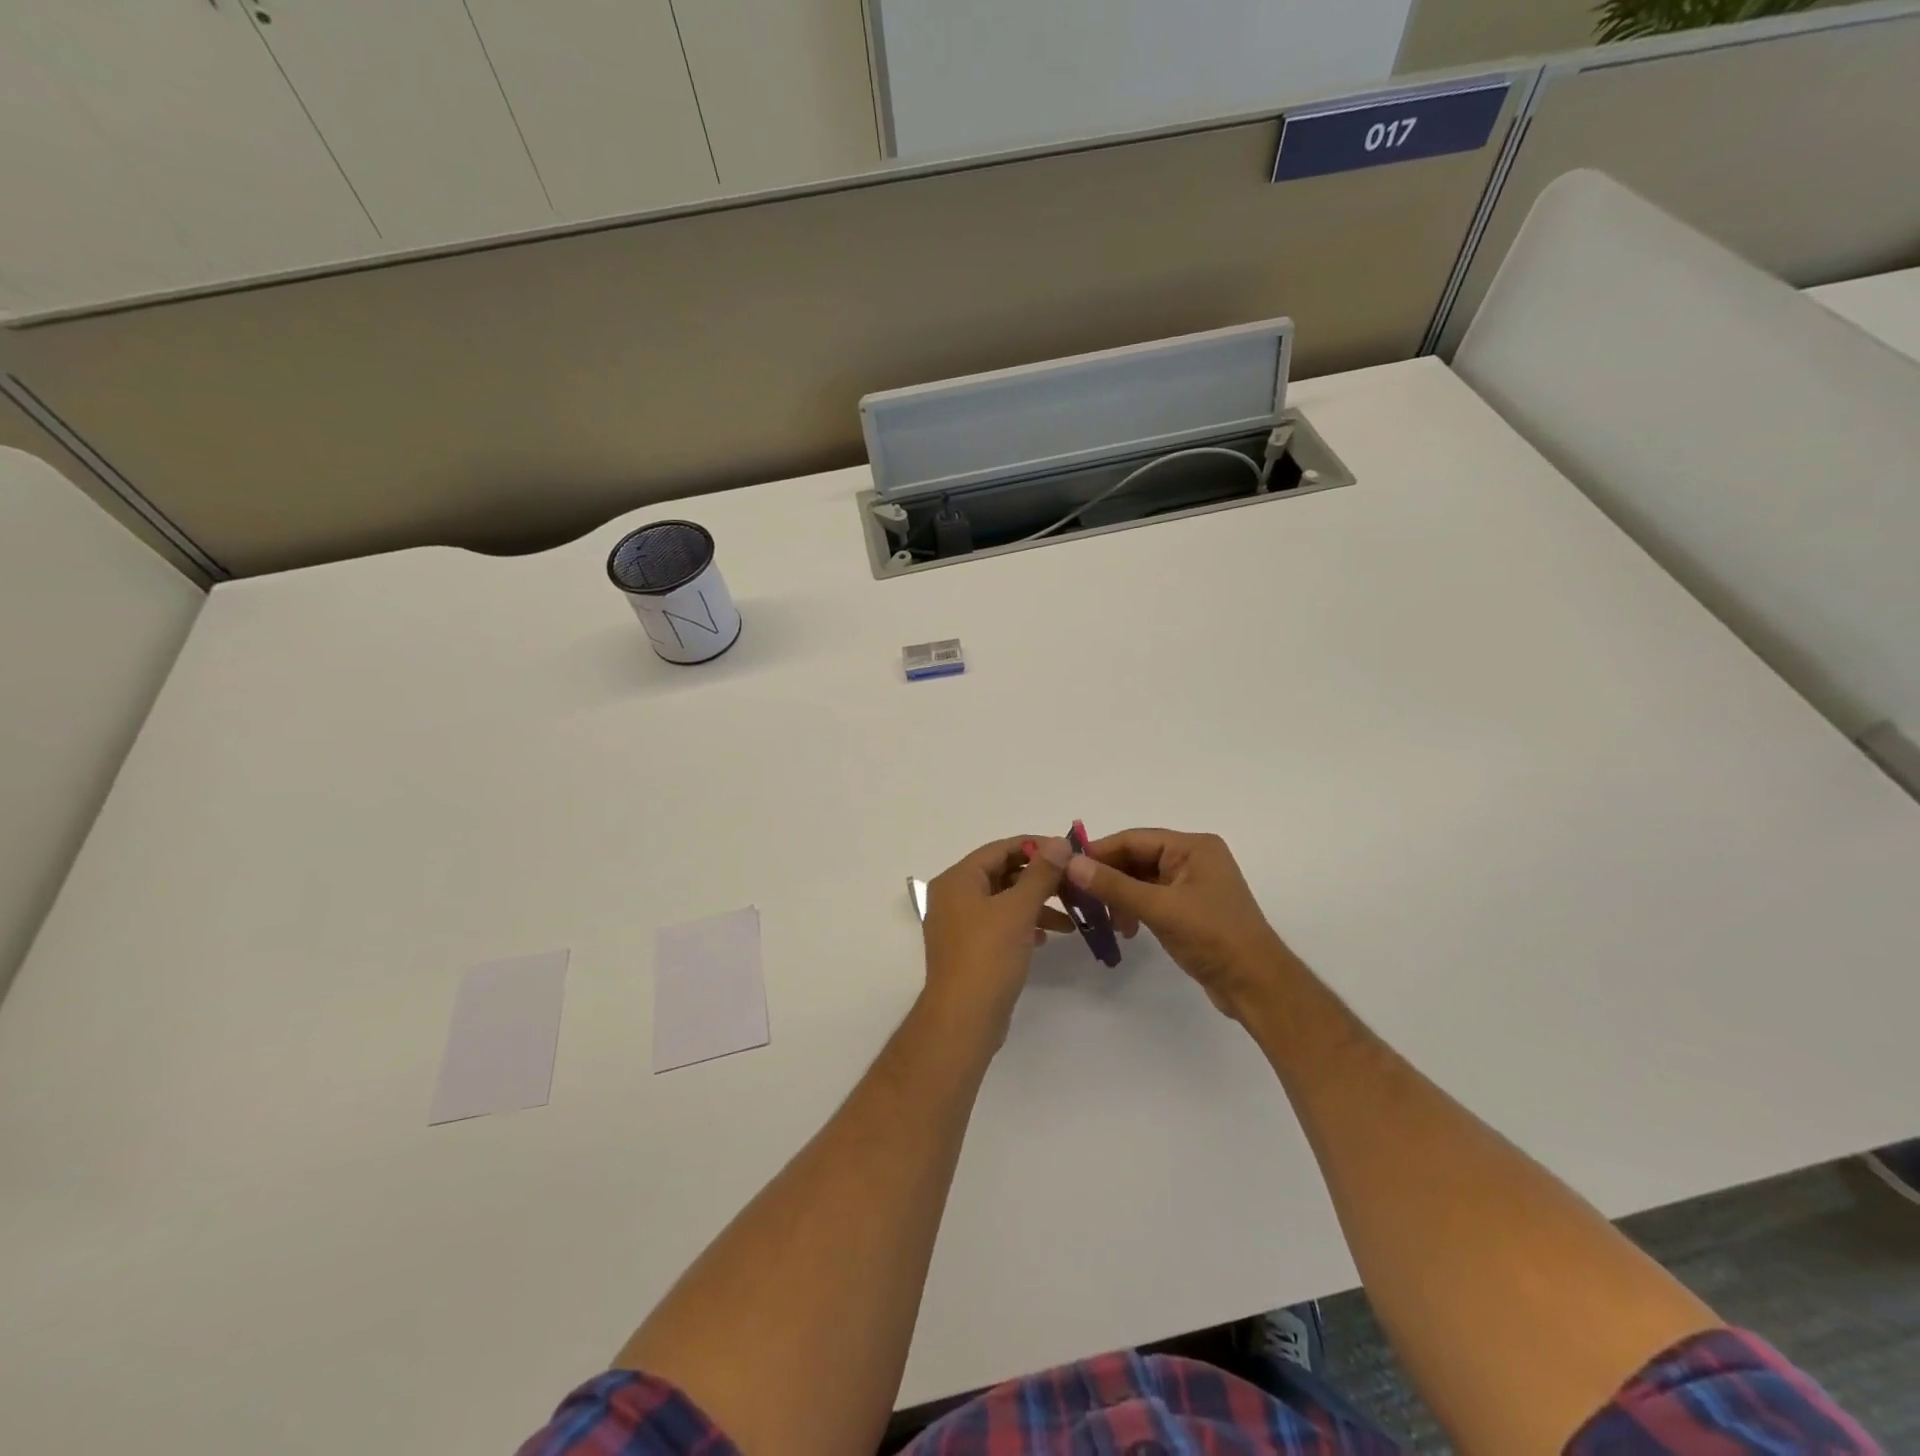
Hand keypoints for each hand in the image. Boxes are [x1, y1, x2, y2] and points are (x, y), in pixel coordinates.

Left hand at [921, 836, 1072, 1042]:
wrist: (963, 1019)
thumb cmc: (988, 956)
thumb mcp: (1018, 910)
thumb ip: (1041, 873)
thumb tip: (1059, 842)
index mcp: (958, 879)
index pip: (999, 849)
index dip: (1035, 846)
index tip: (1068, 851)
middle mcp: (953, 897)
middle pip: (1001, 874)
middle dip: (1039, 879)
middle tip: (1073, 884)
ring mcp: (959, 925)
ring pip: (1003, 901)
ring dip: (1035, 905)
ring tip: (1069, 919)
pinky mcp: (969, 949)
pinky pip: (999, 925)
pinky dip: (1023, 925)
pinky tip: (1047, 938)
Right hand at [1065, 829, 1299, 1020]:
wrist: (1257, 986)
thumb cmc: (1213, 938)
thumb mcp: (1160, 909)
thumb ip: (1114, 886)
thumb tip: (1071, 864)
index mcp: (1193, 847)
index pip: (1133, 839)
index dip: (1099, 852)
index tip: (1067, 869)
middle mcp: (1193, 858)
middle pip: (1136, 858)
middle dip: (1108, 877)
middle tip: (1079, 898)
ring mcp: (1192, 884)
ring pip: (1141, 880)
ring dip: (1119, 896)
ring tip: (1106, 921)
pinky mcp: (1189, 908)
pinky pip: (1151, 898)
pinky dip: (1133, 909)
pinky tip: (1126, 929)